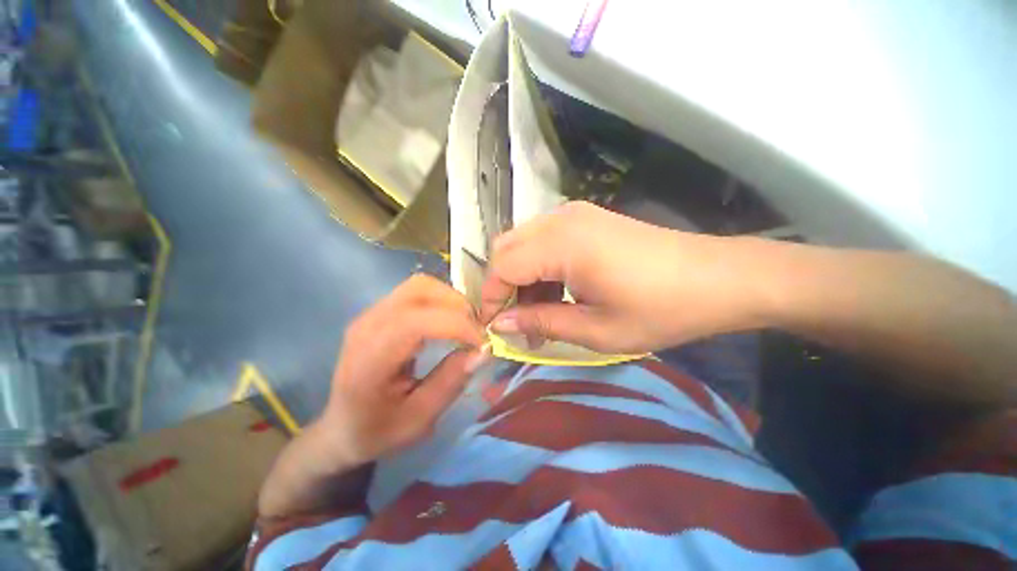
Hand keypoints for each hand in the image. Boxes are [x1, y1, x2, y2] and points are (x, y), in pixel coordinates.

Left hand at [314, 274, 487, 471]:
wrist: (341, 428)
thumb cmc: (378, 430)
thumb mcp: (419, 419)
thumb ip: (451, 382)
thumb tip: (483, 351)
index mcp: (370, 358)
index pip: (417, 321)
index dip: (457, 325)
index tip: (482, 342)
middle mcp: (367, 325)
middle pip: (420, 289)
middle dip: (457, 305)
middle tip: (476, 330)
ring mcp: (371, 313)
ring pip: (421, 285)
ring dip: (451, 300)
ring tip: (466, 325)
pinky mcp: (379, 311)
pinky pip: (417, 293)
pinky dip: (441, 301)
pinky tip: (449, 322)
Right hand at [481, 201, 765, 353]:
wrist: (719, 278)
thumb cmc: (661, 310)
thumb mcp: (596, 329)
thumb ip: (541, 322)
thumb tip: (501, 325)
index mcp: (562, 244)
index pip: (501, 266)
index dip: (491, 299)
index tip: (495, 329)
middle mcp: (560, 219)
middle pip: (506, 248)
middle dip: (502, 286)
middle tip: (517, 322)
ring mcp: (574, 214)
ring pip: (524, 243)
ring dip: (521, 277)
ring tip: (539, 314)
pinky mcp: (586, 219)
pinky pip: (544, 240)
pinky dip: (539, 266)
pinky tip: (556, 292)